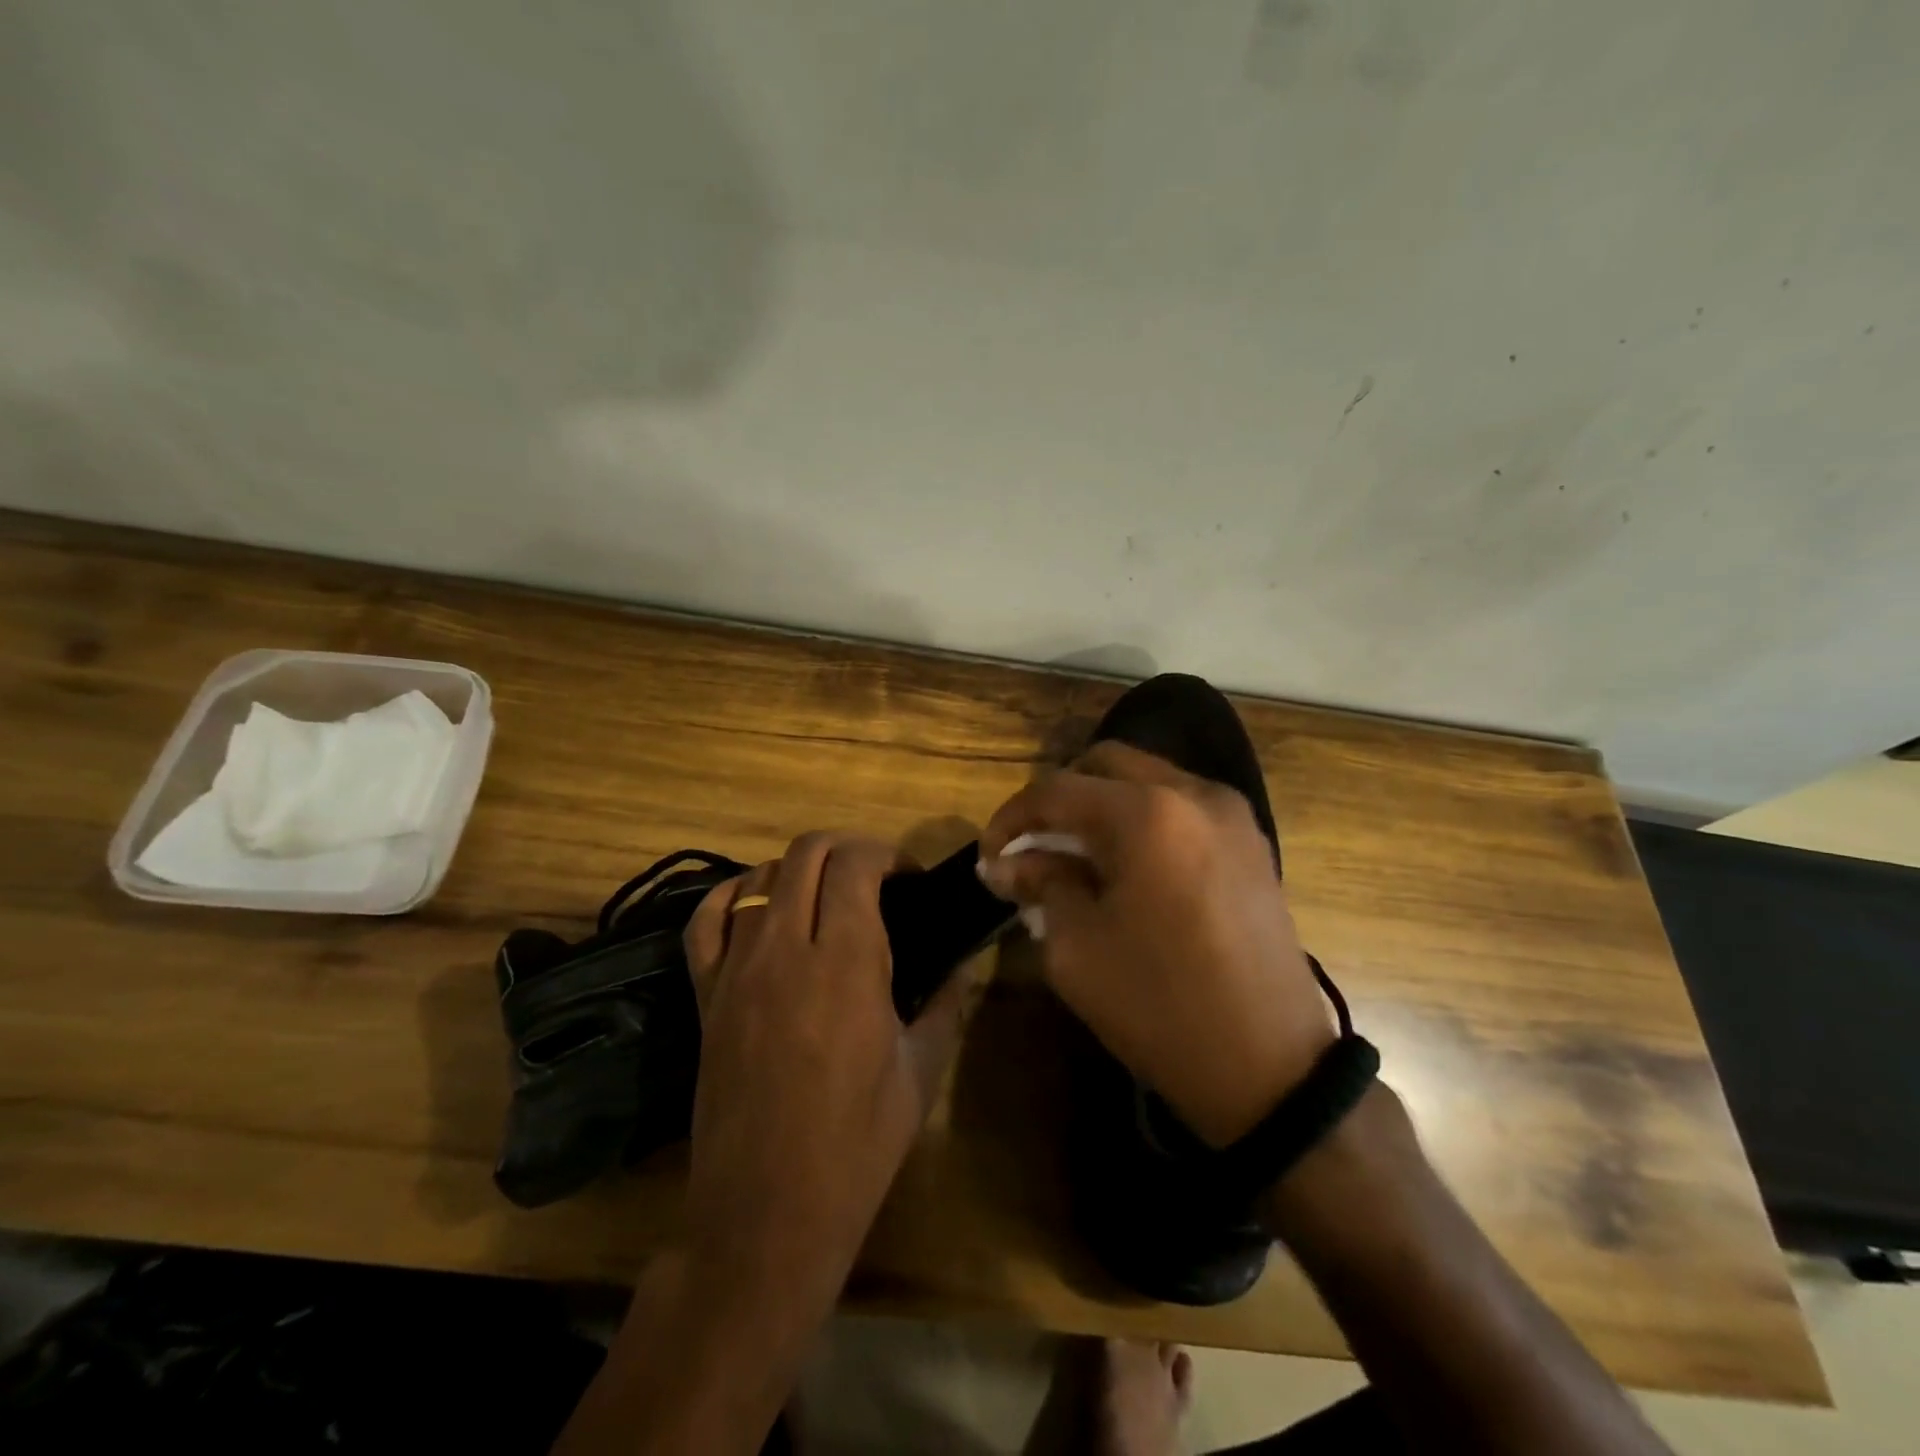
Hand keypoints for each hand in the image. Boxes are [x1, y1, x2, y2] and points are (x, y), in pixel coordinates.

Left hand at [680, 832, 971, 1310]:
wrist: (765, 1215)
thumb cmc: (855, 1147)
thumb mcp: (920, 1072)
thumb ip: (946, 1004)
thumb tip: (960, 965)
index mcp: (846, 963)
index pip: (856, 863)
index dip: (886, 855)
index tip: (907, 880)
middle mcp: (786, 948)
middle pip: (807, 852)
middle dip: (847, 848)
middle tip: (874, 880)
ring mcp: (737, 968)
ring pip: (760, 875)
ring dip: (800, 871)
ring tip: (825, 899)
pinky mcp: (704, 994)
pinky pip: (706, 919)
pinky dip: (733, 894)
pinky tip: (758, 905)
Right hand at [979, 742, 1334, 1146]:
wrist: (1271, 1068)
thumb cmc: (1159, 1006)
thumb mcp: (1077, 948)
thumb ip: (1042, 885)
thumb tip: (1008, 863)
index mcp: (1145, 814)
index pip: (1056, 790)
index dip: (1011, 818)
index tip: (990, 855)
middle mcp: (1193, 793)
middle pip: (1105, 763)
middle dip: (1059, 798)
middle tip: (1034, 845)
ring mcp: (1231, 814)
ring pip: (1147, 779)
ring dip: (1102, 805)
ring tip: (1077, 857)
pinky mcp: (1251, 842)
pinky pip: (1182, 805)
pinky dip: (1143, 819)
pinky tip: (1127, 866)